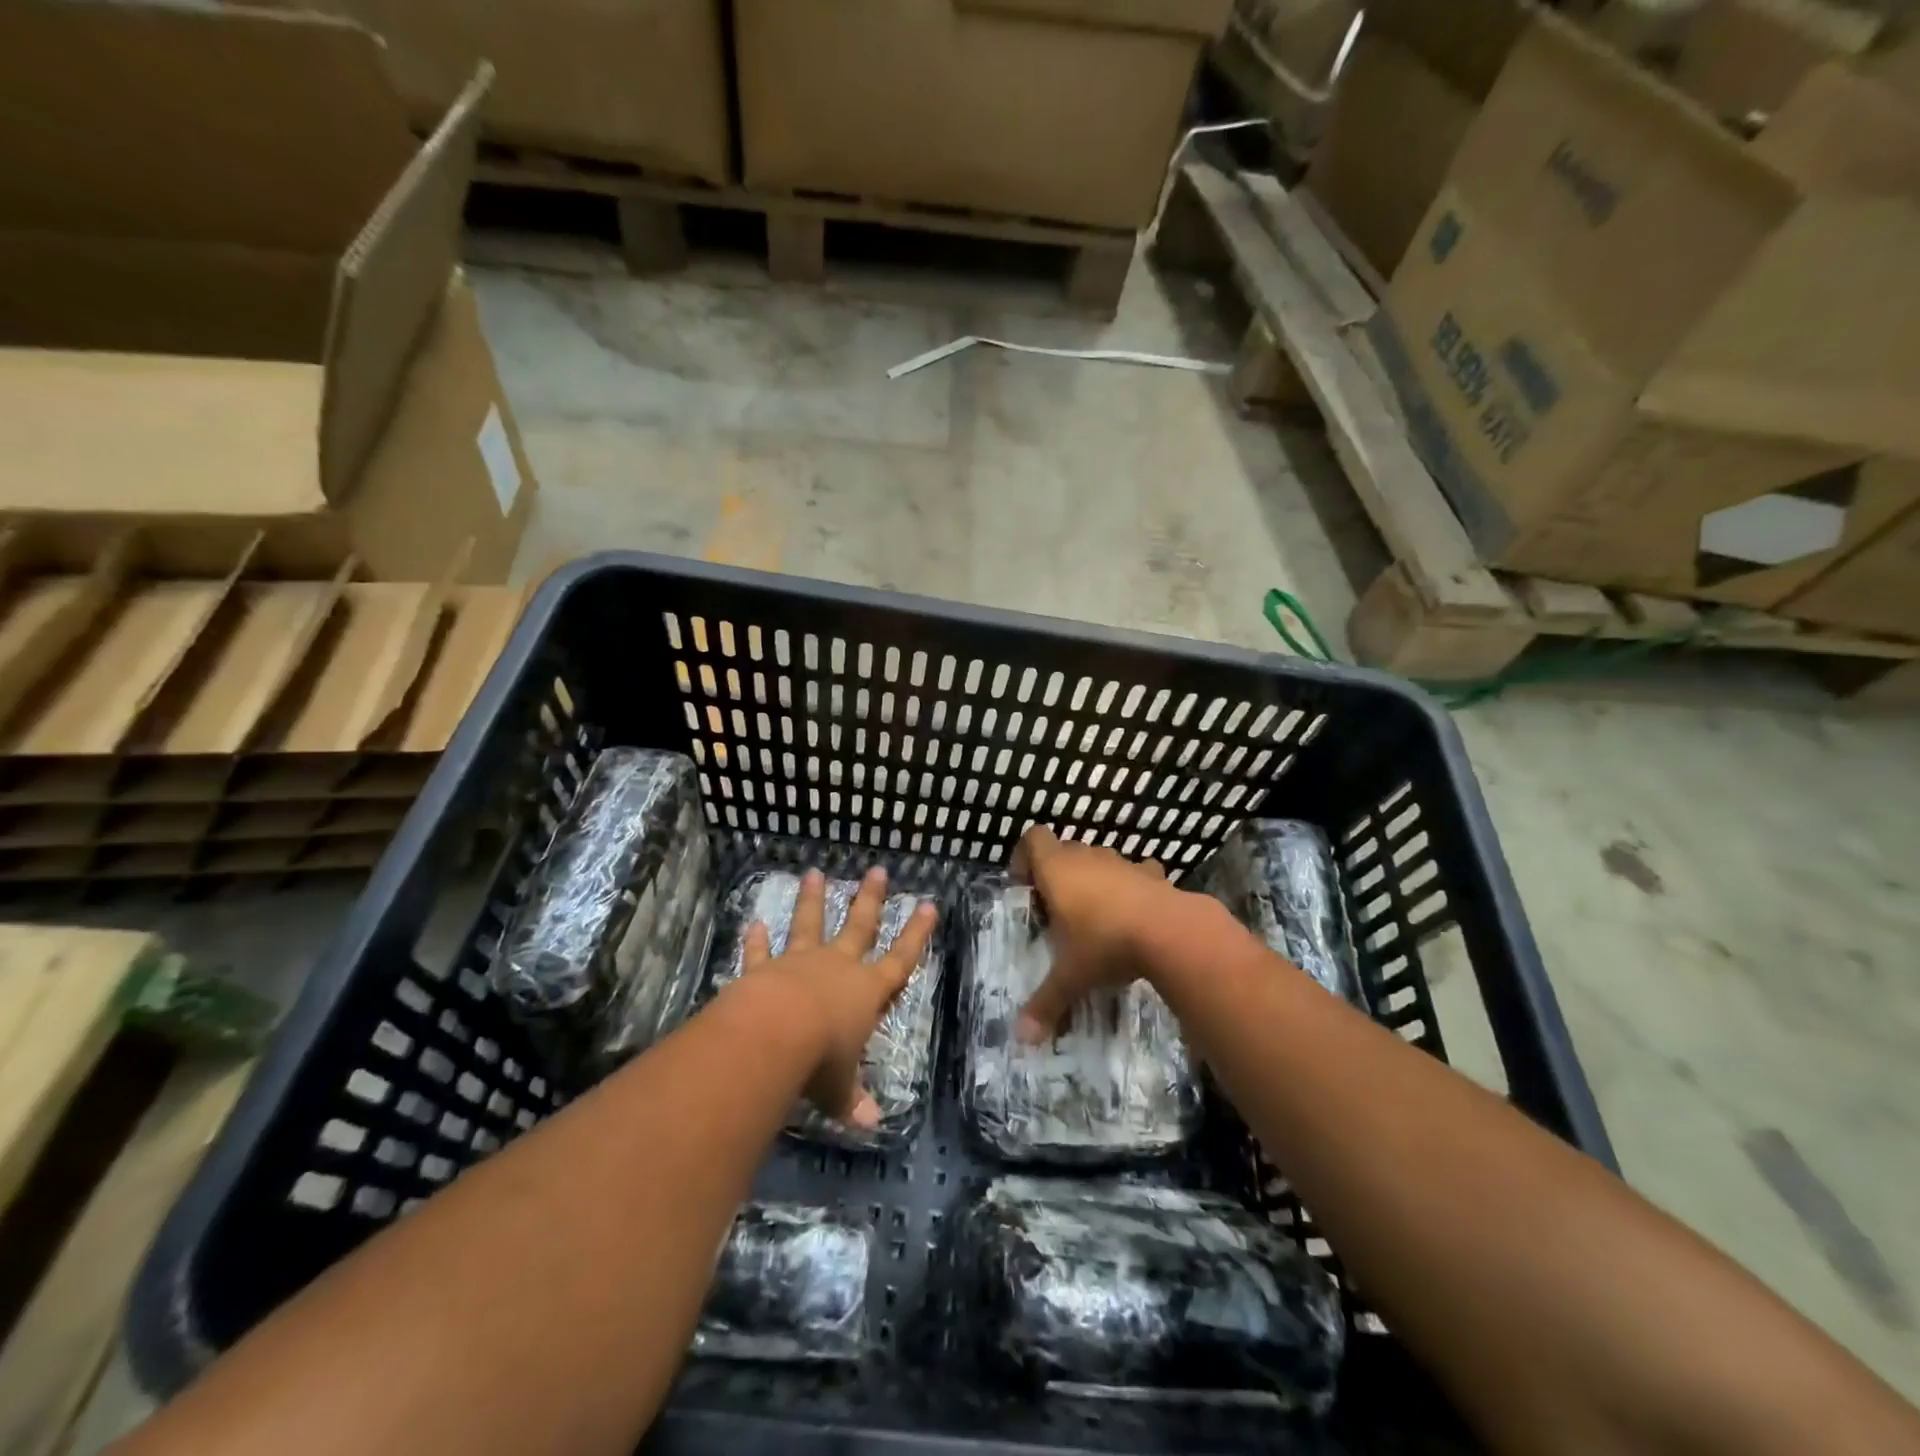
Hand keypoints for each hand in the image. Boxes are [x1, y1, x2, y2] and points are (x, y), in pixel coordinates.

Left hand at [739, 866, 936, 1128]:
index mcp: (866, 991)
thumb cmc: (819, 1060)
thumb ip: (852, 1101)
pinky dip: (757, 940)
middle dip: (870, 899)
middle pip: (859, 926)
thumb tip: (871, 1124)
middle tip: (876, 870)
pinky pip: (761, 952)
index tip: (928, 905)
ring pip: (809, 924)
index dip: (916, 934)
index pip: (900, 959)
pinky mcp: (765, 969)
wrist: (773, 1035)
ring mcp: (800, 963)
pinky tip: (754, 923)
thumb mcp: (839, 1088)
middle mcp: (838, 968)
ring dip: (812, 900)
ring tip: (814, 873)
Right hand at [1010, 826, 1183, 1043]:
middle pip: (1065, 849)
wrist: (1170, 933)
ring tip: (1096, 915)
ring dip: (1094, 879)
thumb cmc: (1105, 944)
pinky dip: (1132, 886)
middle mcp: (1087, 857)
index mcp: (1057, 870)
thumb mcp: (1070, 977)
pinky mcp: (1154, 873)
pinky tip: (1134, 914)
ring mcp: (1123, 862)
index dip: (1025, 857)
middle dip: (1058, 874)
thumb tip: (1021, 1038)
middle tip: (1057, 910)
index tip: (1025, 886)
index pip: (1033, 838)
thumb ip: (1045, 1003)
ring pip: (1100, 859)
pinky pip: (1136, 872)